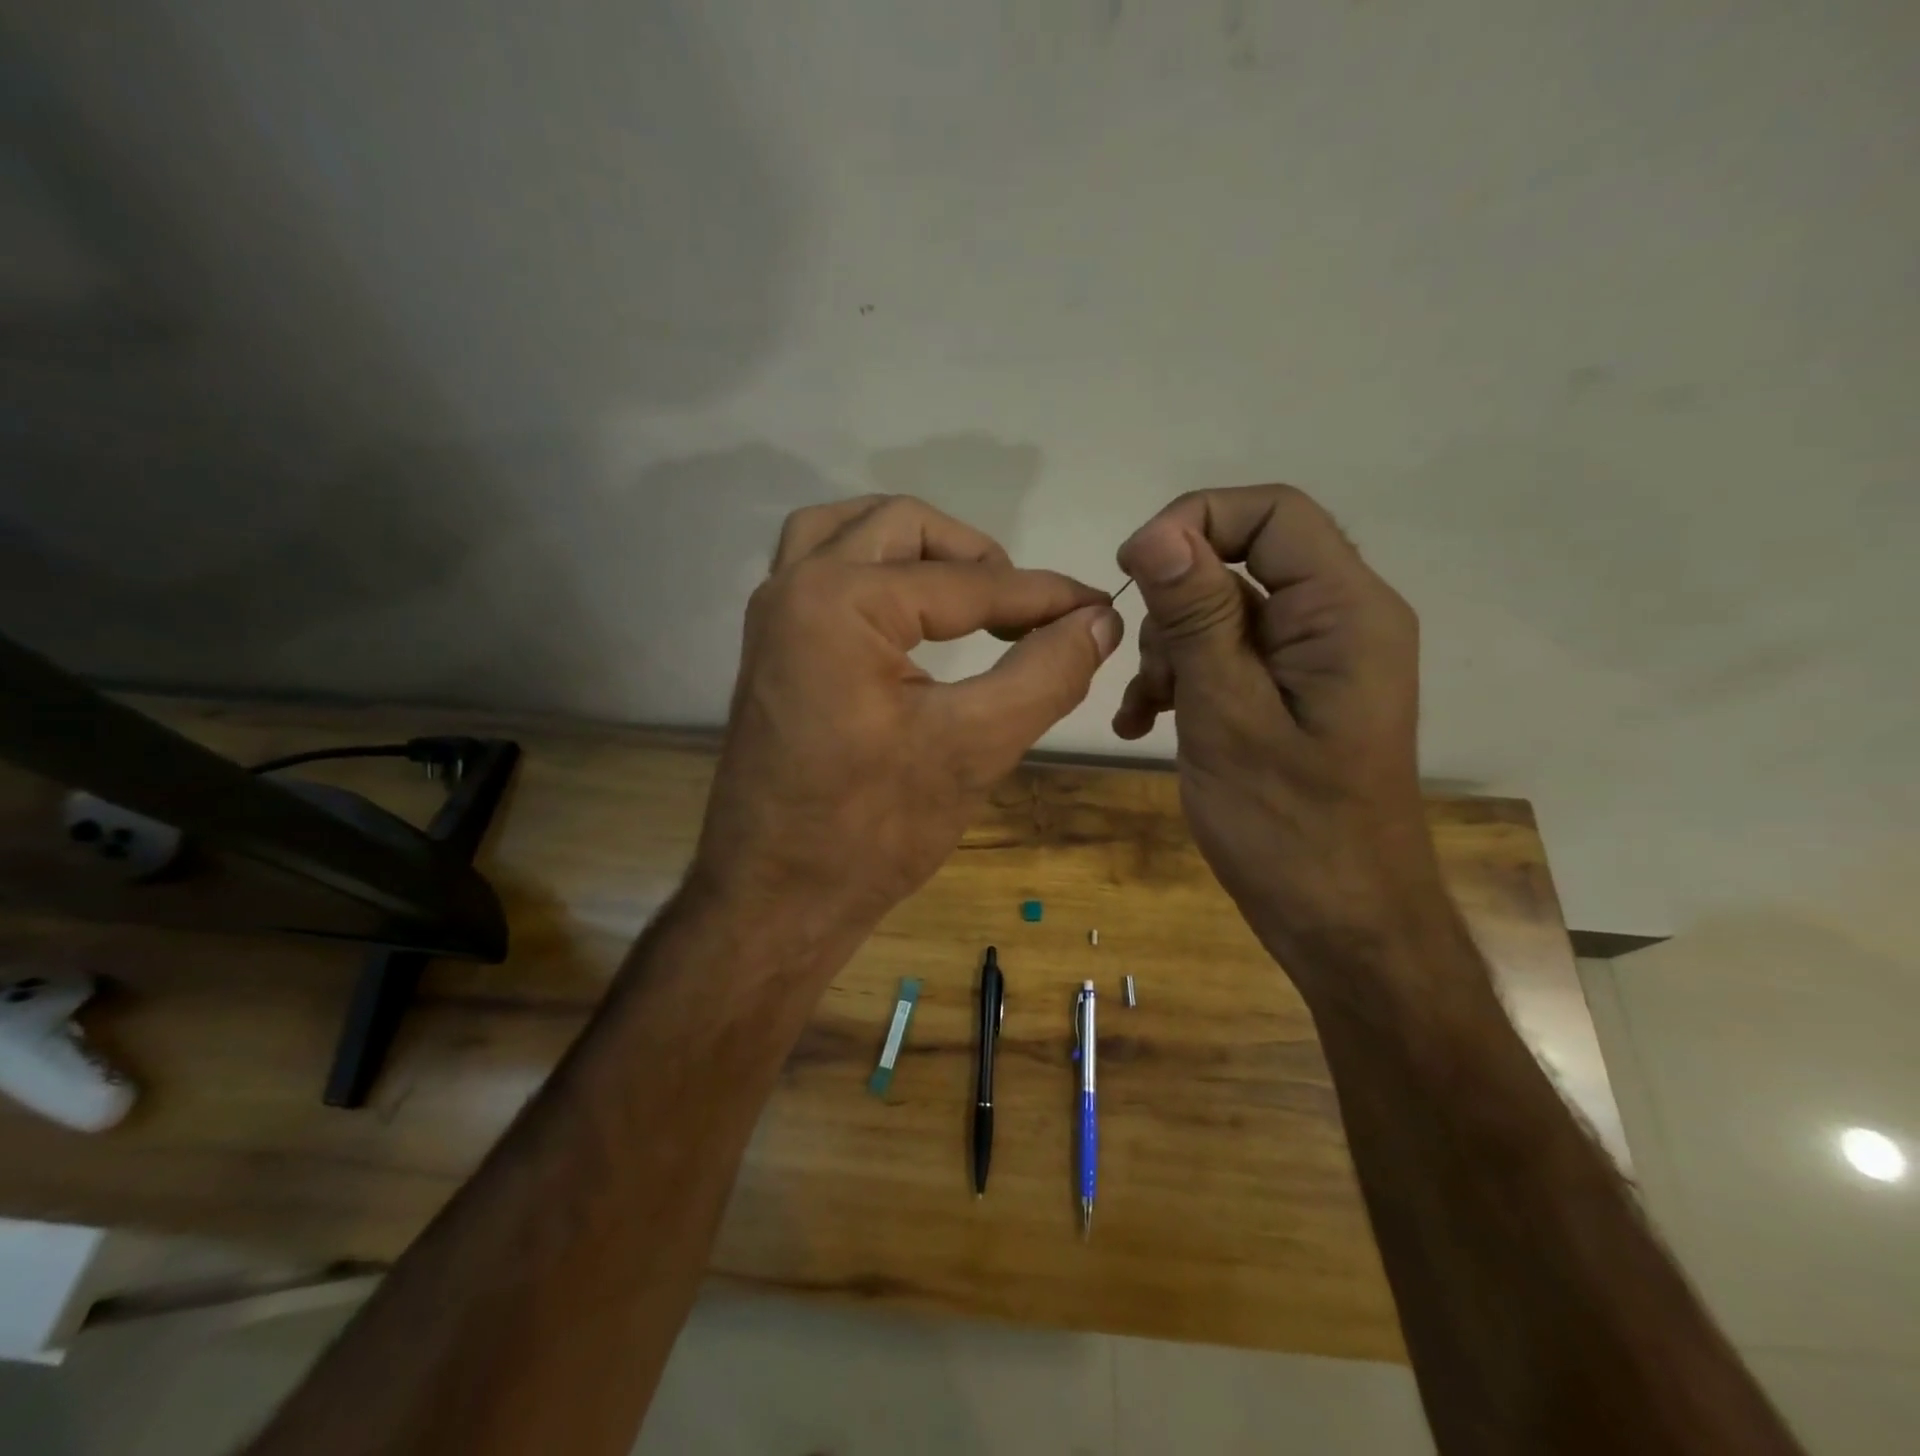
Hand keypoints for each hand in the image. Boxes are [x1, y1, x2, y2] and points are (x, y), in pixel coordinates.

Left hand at [694, 495, 1122, 947]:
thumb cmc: (870, 832)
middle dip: (974, 556)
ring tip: (971, 592)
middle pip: (900, 526)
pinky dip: (875, 572)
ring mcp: (773, 618)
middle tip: (1023, 607)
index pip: (967, 582)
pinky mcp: (772, 650)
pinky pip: (823, 574)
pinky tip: (913, 616)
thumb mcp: (973, 748)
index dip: (1043, 596)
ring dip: (916, 549)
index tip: (1098, 608)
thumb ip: (1046, 673)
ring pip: (849, 535)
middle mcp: (793, 587)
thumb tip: (1098, 621)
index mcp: (838, 602)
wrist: (774, 902)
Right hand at [1112, 486, 1443, 992]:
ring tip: (1147, 712)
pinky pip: (1228, 657)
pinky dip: (1182, 680)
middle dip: (1176, 607)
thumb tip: (1156, 531)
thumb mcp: (1227, 714)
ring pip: (1223, 612)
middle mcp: (1339, 620)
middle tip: (1150, 672)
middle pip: (1242, 559)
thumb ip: (1196, 617)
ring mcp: (1315, 660)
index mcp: (1345, 612)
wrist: (1339, 923)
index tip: (1131, 570)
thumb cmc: (1288, 827)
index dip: (1194, 520)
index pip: (1273, 512)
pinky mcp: (1292, 694)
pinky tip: (1144, 724)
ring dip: (1170, 651)